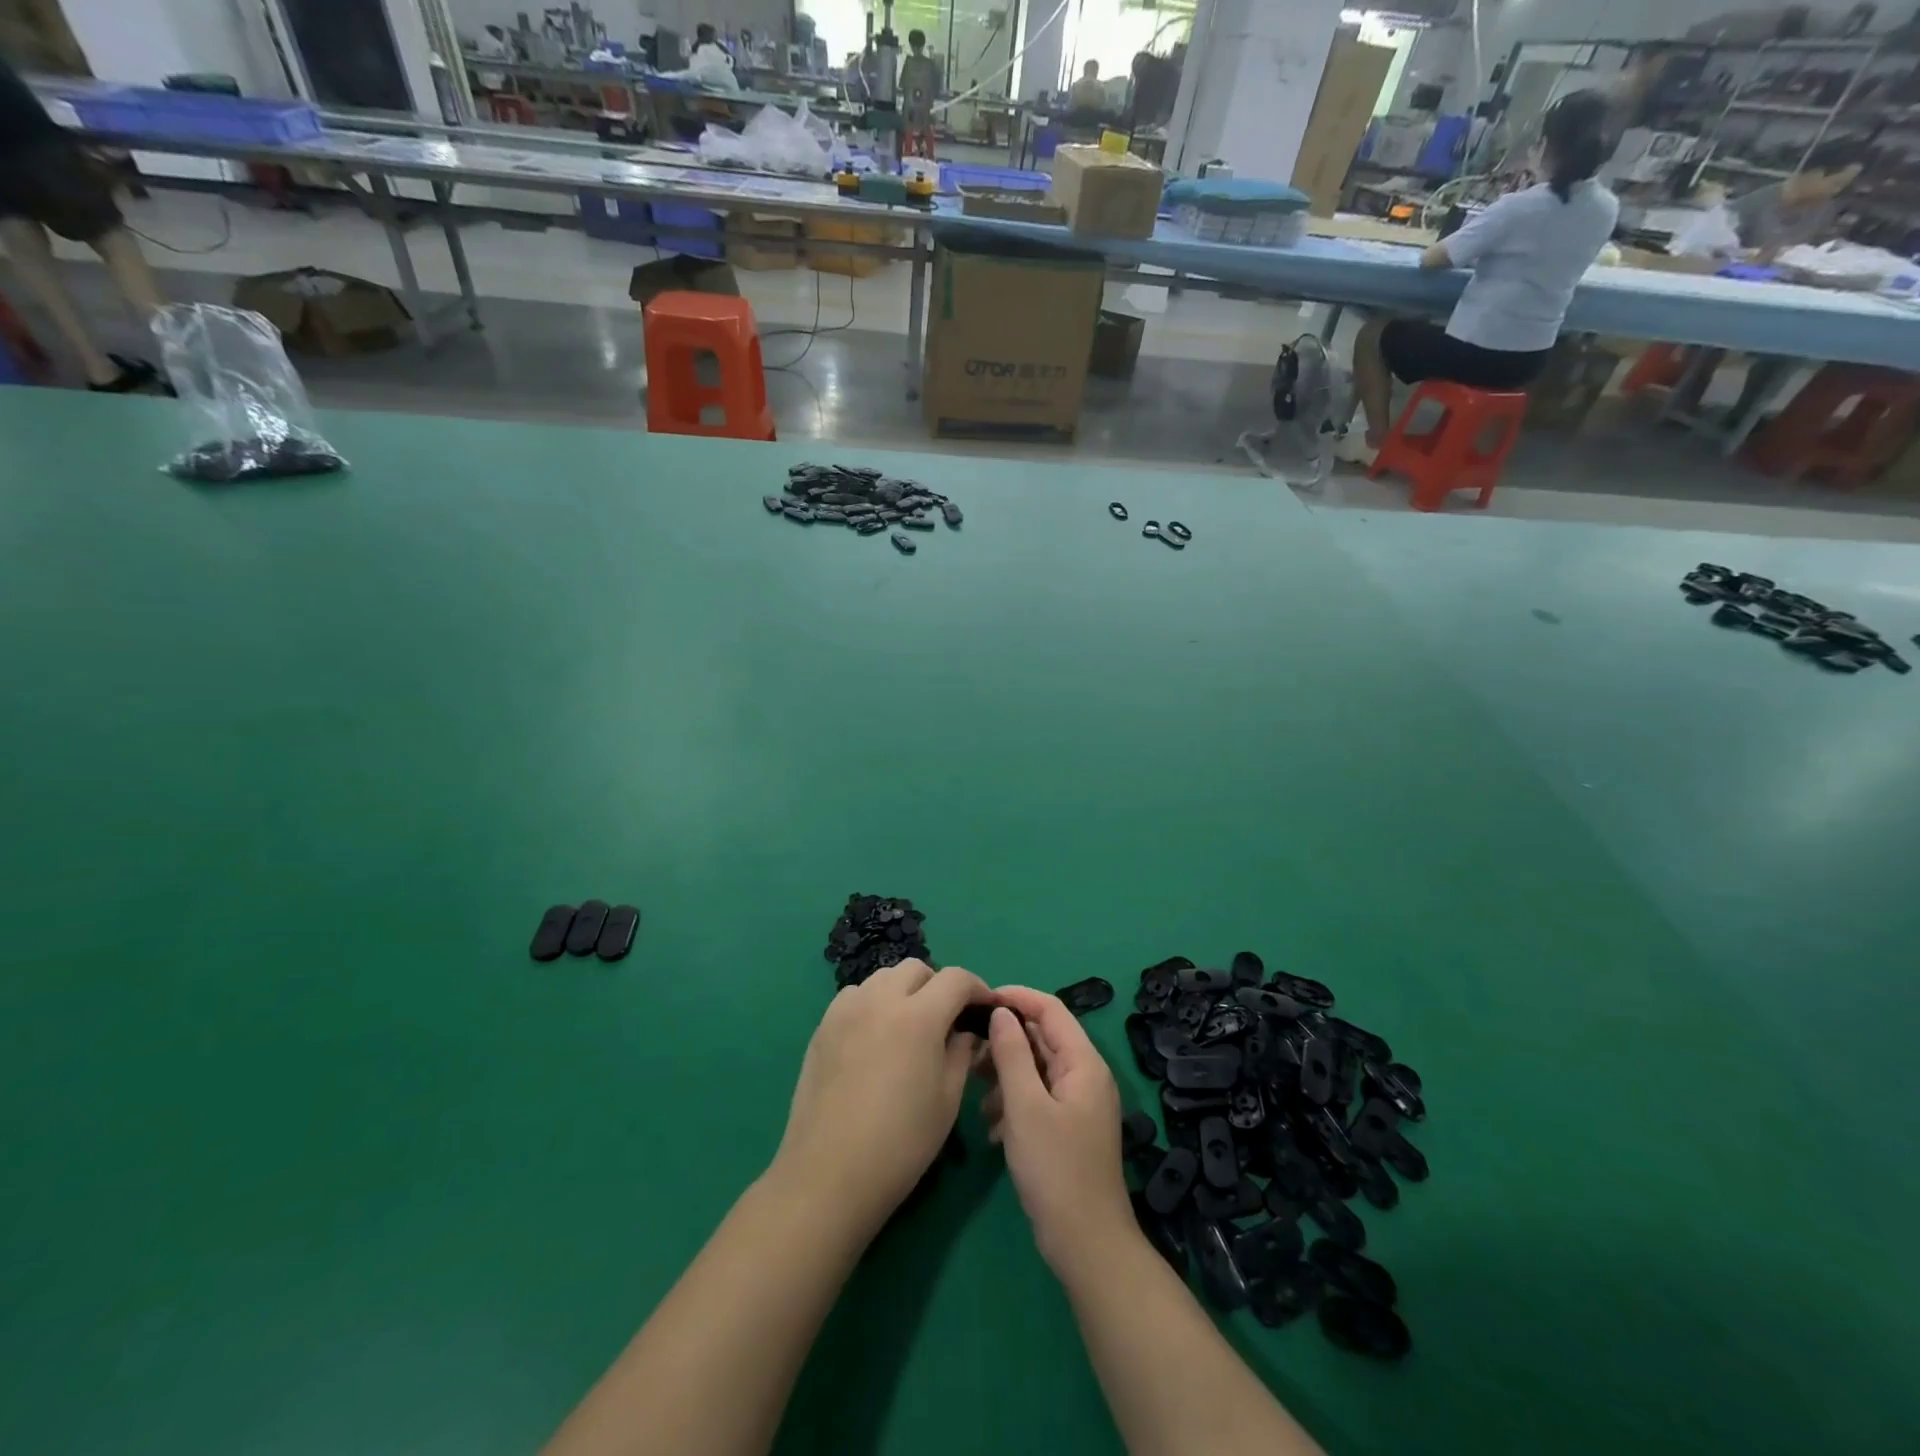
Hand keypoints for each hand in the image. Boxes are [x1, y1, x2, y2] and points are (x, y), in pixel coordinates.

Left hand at [770, 959, 989, 1239]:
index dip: (977, 988)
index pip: (956, 979)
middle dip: (938, 985)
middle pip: (916, 969)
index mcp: (919, 1016)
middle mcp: (881, 999)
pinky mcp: (823, 1026)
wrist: (829, 1173)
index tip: (986, 1008)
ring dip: (903, 991)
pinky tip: (875, 1037)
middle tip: (946, 1019)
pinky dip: (873, 1003)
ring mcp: (847, 1009)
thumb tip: (966, 1031)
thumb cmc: (901, 1142)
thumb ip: (962, 1053)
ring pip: (883, 977)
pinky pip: (855, 996)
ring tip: (909, 1026)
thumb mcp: (947, 1099)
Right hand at [981, 986, 1135, 1280]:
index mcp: (1083, 1062)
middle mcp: (1085, 1075)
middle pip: (1043, 1038)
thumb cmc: (1055, 1169)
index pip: (1051, 1009)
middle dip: (1005, 1040)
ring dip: (1006, 1075)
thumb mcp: (1025, 1106)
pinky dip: (1013, 1102)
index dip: (1017, 997)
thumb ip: (1012, 1054)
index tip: (980, 1000)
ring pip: (1036, 1069)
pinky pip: (1037, 1097)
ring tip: (976, 1094)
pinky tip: (992, 1128)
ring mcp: (1078, 1103)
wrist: (1086, 1244)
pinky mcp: (1068, 1128)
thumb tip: (1001, 1012)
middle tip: (969, 1048)